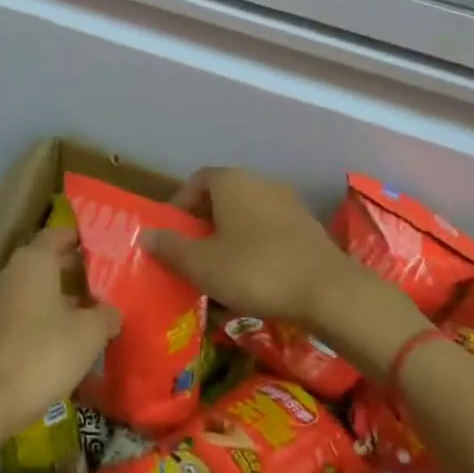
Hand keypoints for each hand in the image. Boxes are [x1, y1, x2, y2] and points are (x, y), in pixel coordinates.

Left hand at [0, 226, 120, 441]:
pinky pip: (8, 319)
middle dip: (66, 274)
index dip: (77, 239)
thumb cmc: (38, 356)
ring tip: (74, 324)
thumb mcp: (87, 337)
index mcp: (32, 262)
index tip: (97, 249)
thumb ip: (104, 317)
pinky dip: (27, 326)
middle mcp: (5, 273)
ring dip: (47, 303)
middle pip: (40, 264)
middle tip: (94, 290)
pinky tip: (44, 350)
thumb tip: (110, 311)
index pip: (57, 235)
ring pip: (24, 293)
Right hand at [146, 167, 362, 329]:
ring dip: (231, 235)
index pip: (196, 181)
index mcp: (231, 181)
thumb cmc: (255, 270)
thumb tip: (146, 234)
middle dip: (204, 222)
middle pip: (223, 196)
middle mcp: (260, 181)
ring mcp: (288, 202)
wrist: (328, 291)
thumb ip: (171, 248)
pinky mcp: (308, 226)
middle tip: (192, 253)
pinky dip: (256, 246)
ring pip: (247, 214)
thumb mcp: (202, 264)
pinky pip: (270, 230)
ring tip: (221, 269)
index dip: (180, 205)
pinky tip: (254, 277)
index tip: (172, 234)